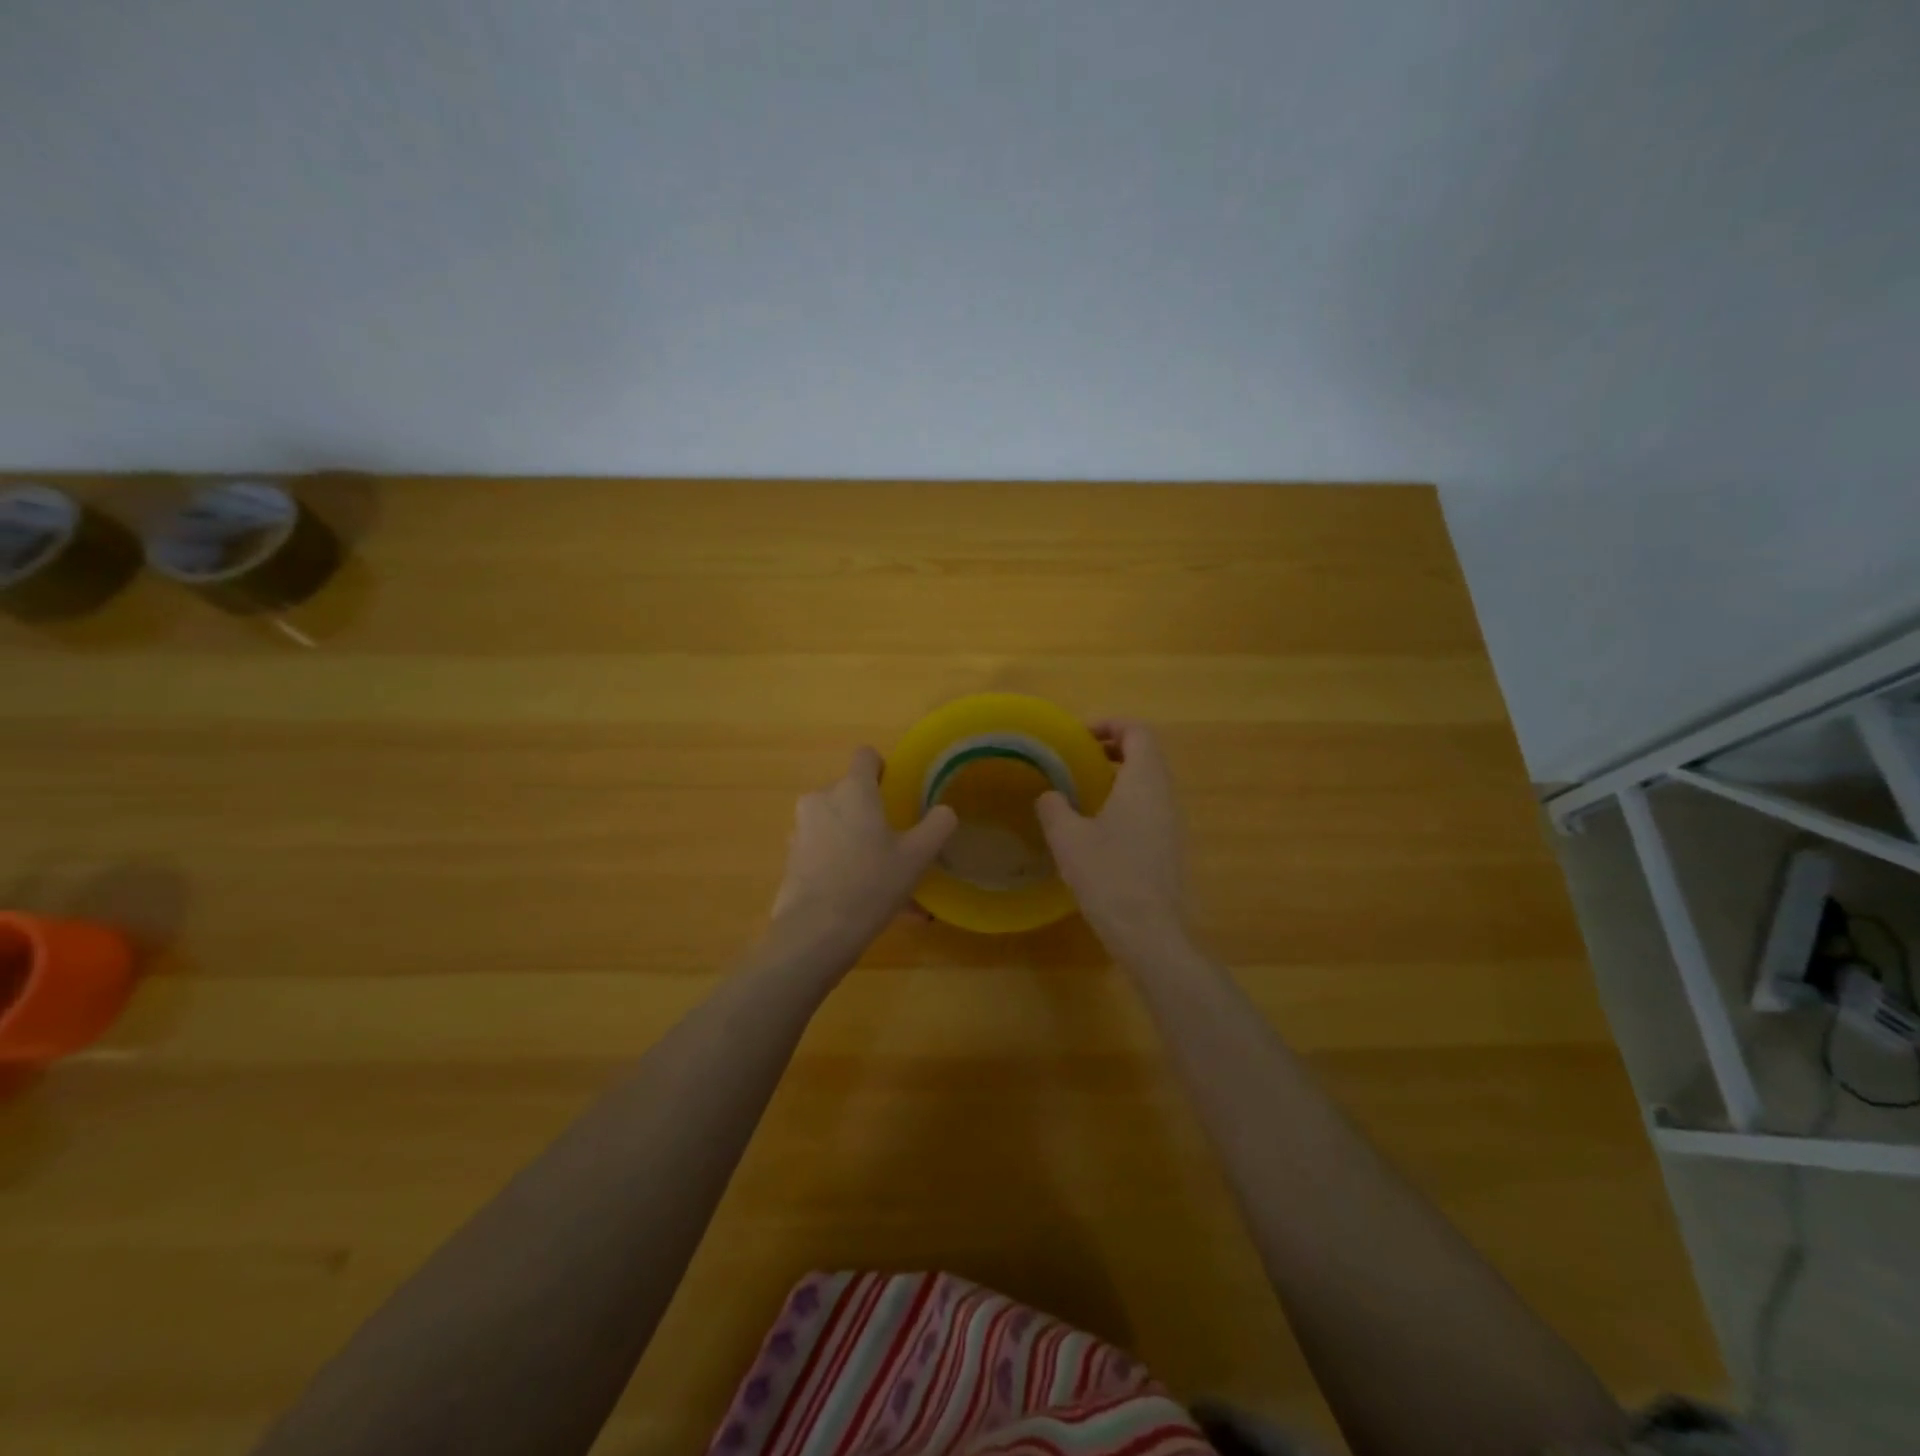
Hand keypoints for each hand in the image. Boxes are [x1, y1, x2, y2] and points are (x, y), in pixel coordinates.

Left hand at [769, 747, 956, 962]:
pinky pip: (823, 851)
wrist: (816, 932)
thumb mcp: (918, 856)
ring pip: (836, 824)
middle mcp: (821, 799)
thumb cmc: (871, 883)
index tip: (897, 793)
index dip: (883, 769)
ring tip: (881, 879)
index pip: (866, 756)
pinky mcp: (790, 857)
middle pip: (850, 792)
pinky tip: (861, 898)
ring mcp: (801, 828)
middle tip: (893, 843)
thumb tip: (944, 811)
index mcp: (852, 790)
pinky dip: (840, 864)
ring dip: (856, 841)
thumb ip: (937, 825)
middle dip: (869, 812)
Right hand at [1036, 720, 1187, 960]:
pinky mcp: (1168, 847)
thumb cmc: (1108, 876)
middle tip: (1076, 758)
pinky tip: (1096, 826)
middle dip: (1112, 748)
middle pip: (1145, 754)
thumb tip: (1049, 795)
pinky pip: (1148, 808)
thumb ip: (1054, 807)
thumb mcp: (1068, 838)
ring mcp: (1171, 823)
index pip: (1138, 732)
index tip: (1079, 735)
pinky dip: (1124, 801)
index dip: (1110, 724)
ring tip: (1081, 789)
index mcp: (1144, 782)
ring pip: (1148, 782)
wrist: (1149, 933)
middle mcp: (1164, 796)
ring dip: (1118, 776)